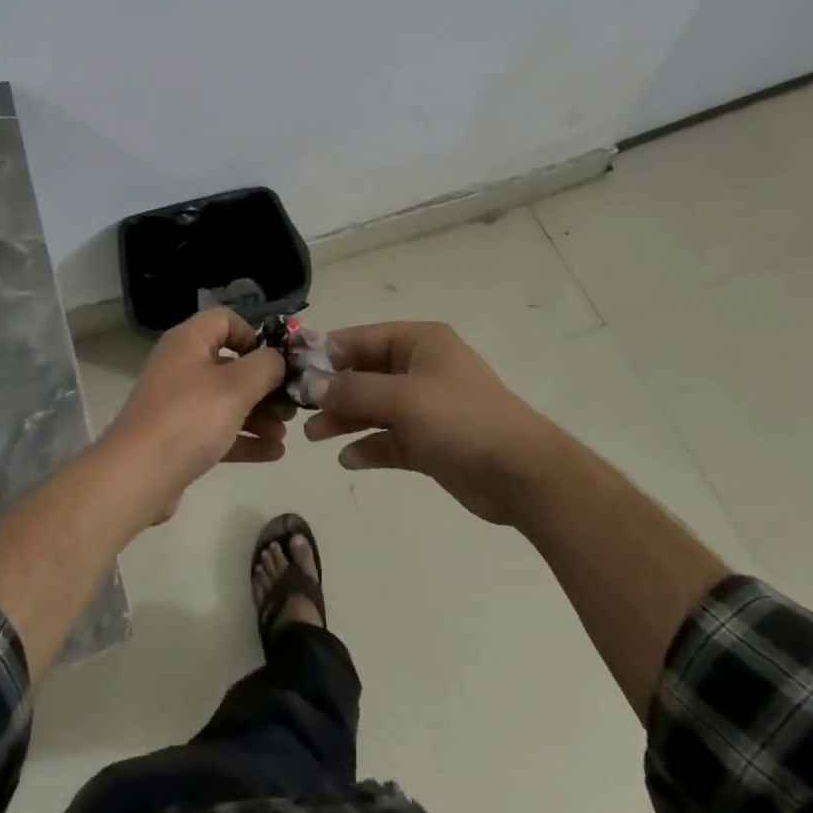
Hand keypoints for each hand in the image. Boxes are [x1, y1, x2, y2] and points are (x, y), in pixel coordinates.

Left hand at [101, 309, 288, 525]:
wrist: (136, 477)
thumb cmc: (189, 418)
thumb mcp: (237, 386)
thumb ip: (266, 366)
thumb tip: (277, 360)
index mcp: (189, 342)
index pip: (225, 320)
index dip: (254, 335)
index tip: (276, 362)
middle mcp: (181, 366)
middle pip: (231, 364)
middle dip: (265, 385)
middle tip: (290, 405)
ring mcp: (178, 404)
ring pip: (227, 400)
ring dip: (259, 414)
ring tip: (285, 433)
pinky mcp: (178, 438)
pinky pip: (218, 430)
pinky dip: (244, 437)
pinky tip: (273, 453)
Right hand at [303, 321, 561, 524]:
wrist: (520, 474)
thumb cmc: (461, 420)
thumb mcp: (403, 398)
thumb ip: (353, 389)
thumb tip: (312, 382)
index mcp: (419, 342)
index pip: (362, 338)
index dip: (327, 352)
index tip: (291, 369)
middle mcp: (421, 368)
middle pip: (365, 373)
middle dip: (332, 390)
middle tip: (297, 409)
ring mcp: (426, 406)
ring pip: (374, 407)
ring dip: (345, 419)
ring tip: (313, 436)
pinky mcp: (430, 441)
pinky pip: (390, 438)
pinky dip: (370, 446)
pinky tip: (348, 459)